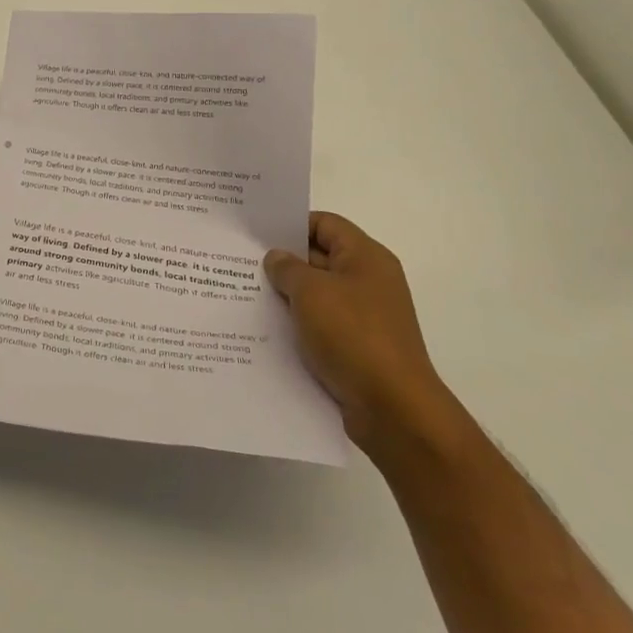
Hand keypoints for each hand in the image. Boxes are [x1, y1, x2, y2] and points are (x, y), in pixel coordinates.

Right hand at [264, 213, 453, 455]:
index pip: (324, 224)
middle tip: (239, 261)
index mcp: (366, 258)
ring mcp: (365, 316)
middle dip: (283, 260)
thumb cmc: (353, 335)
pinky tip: (267, 327)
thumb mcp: (310, 291)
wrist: (393, 408)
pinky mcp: (357, 346)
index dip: (290, 224)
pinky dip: (297, 322)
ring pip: (317, 293)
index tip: (255, 232)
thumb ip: (287, 268)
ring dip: (287, 294)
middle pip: (319, 257)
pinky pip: (320, 323)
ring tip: (245, 293)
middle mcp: (369, 281)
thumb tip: (277, 259)